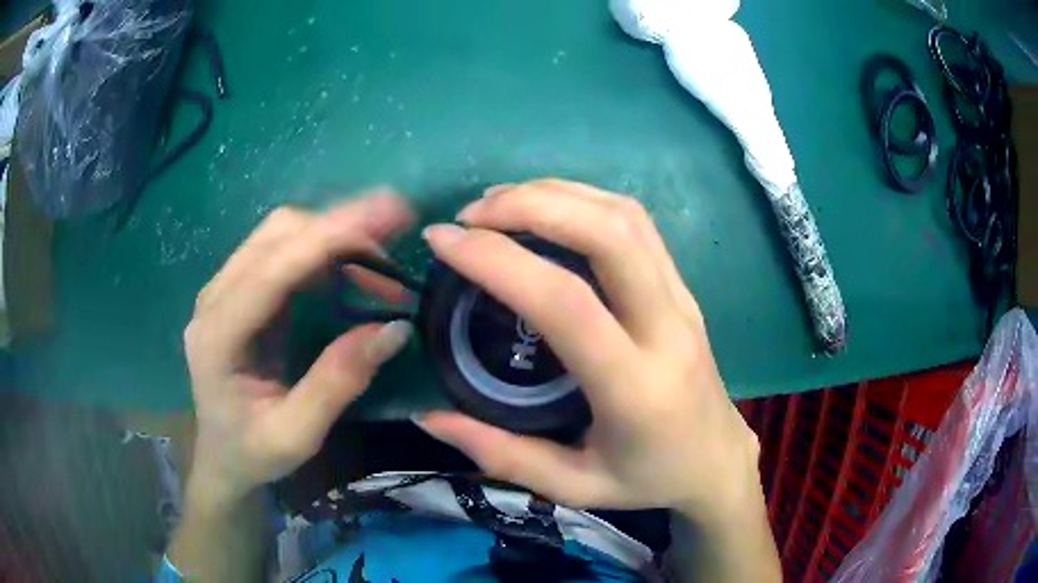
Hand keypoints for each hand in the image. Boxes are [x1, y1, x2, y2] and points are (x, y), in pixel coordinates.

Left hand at [183, 194, 413, 506]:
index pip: (273, 268)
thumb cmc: (252, 453)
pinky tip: (350, 269)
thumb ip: (337, 384)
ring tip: (381, 261)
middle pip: (277, 235)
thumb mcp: (296, 435)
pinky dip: (322, 249)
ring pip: (280, 234)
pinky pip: (281, 250)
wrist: (221, 457)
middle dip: (340, 228)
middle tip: (395, 245)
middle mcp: (215, 298)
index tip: (388, 214)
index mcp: (218, 335)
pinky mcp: (239, 291)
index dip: (330, 235)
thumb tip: (394, 329)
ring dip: (332, 235)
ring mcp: (224, 289)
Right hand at [416, 180, 760, 519]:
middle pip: (607, 233)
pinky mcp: (683, 288)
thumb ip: (499, 454)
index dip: (497, 260)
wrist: (716, 460)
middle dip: (531, 205)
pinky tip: (547, 208)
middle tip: (471, 214)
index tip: (443, 241)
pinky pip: (637, 224)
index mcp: (635, 387)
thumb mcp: (572, 487)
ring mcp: (682, 299)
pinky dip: (585, 200)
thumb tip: (427, 417)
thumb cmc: (647, 479)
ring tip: (499, 203)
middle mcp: (666, 328)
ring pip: (625, 216)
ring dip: (557, 194)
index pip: (565, 302)